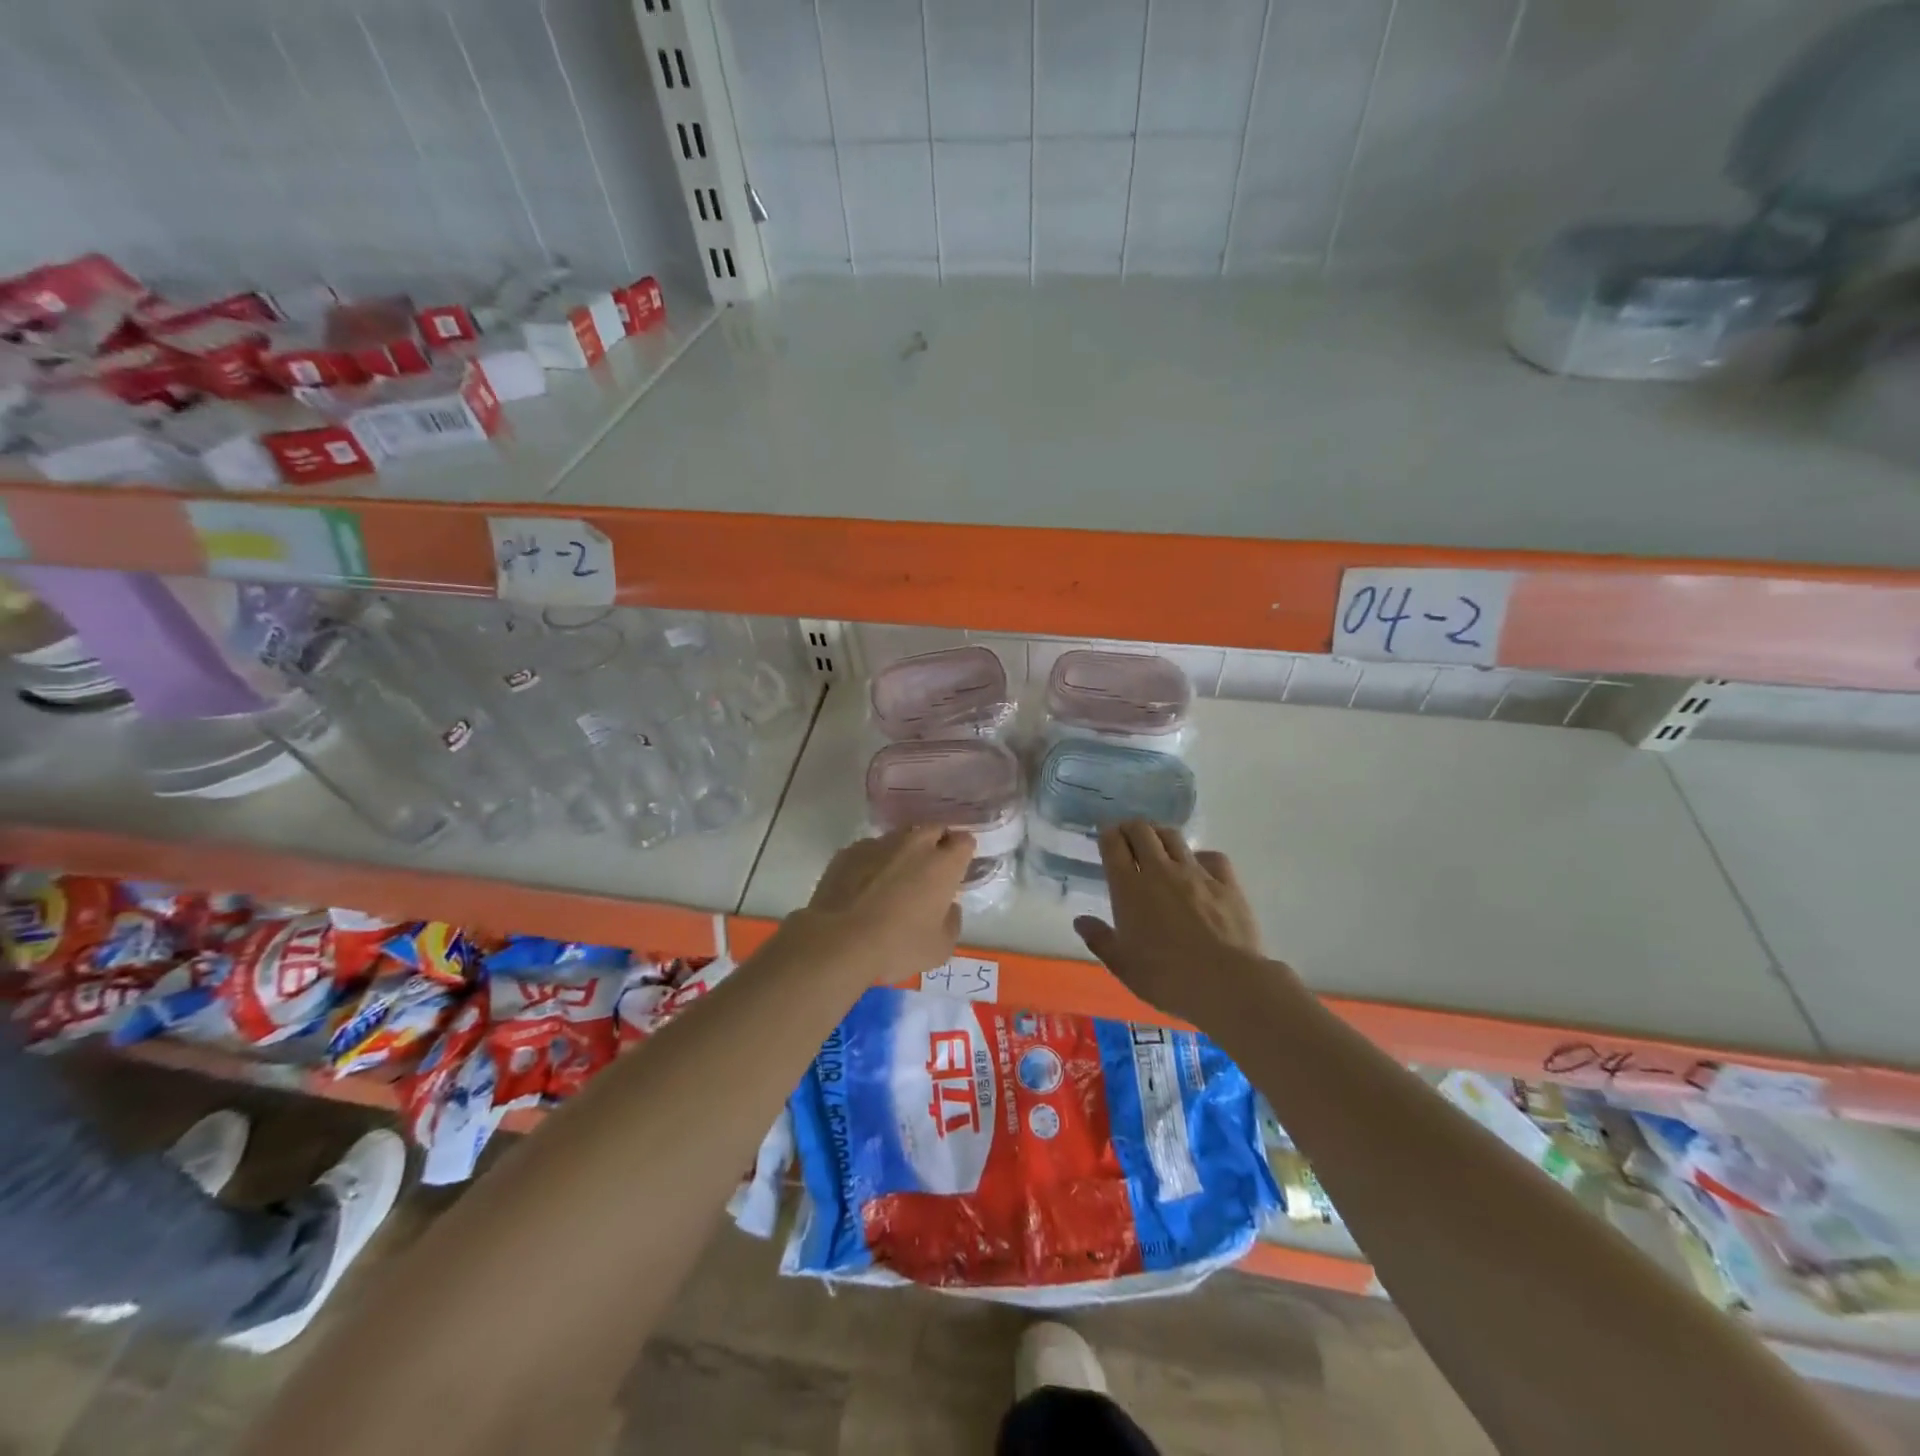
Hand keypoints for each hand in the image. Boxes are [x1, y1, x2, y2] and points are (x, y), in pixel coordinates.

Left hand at [786, 827, 975, 979]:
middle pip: (934, 829)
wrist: (838, 941)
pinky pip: (870, 850)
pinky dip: (873, 862)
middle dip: (936, 843)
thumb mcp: (940, 948)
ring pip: (900, 837)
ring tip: (894, 878)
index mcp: (943, 864)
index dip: (963, 854)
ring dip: (903, 851)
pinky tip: (864, 886)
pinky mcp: (849, 851)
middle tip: (929, 870)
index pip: (965, 841)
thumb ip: (952, 921)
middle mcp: (914, 844)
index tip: (957, 870)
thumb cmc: (898, 946)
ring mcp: (878, 844)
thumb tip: (948, 907)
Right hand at [1073, 822, 1273, 1027]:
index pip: (1113, 846)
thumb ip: (1099, 939)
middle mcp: (1160, 870)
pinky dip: (1200, 856)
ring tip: (1157, 841)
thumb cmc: (1165, 977)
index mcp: (1129, 888)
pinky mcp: (1226, 883)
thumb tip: (1081, 921)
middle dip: (1130, 827)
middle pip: (1142, 831)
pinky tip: (1199, 866)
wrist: (1226, 982)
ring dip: (1160, 833)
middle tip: (1126, 834)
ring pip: (1173, 837)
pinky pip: (1211, 856)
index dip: (1107, 835)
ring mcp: (1196, 873)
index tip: (1105, 834)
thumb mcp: (1122, 965)